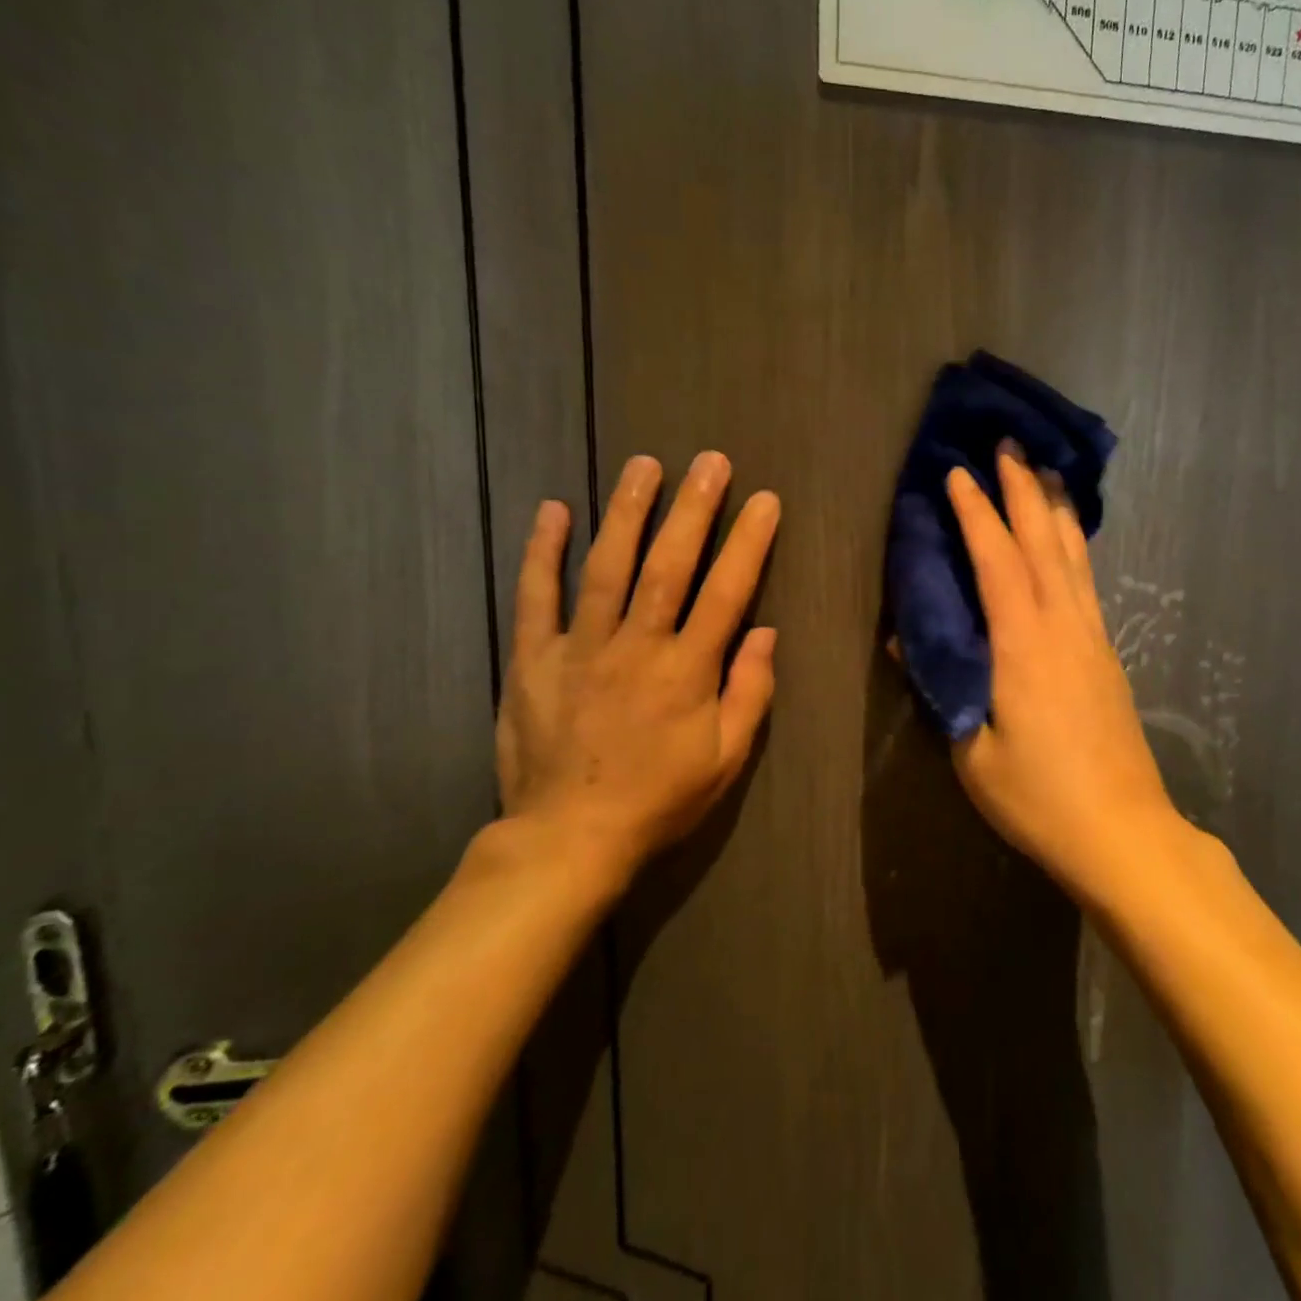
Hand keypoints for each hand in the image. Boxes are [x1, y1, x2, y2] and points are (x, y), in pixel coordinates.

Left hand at [494, 451, 779, 893]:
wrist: (568, 839)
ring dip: (627, 512)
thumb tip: (766, 633)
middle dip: (693, 508)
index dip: (749, 543)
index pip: (726, 592)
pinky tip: (554, 510)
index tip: (765, 501)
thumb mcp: (725, 760)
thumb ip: (750, 693)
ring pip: (606, 566)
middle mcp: (636, 646)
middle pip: (668, 565)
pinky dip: (543, 551)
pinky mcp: (533, 659)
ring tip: (643, 465)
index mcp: (687, 671)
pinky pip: (537, 597)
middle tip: (709, 461)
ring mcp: (580, 647)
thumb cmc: (658, 800)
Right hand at [945, 447, 1172, 892]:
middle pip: (1042, 541)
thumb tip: (910, 640)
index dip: (976, 512)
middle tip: (1008, 444)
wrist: (1123, 832)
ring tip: (1045, 470)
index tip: (958, 472)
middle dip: (1023, 489)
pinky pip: (1086, 581)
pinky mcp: (1107, 654)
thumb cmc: (1038, 797)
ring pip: (1073, 555)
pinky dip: (1075, 545)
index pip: (996, 560)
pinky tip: (1069, 539)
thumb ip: (943, 687)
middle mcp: (1063, 626)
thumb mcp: (971, 752)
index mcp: (1023, 644)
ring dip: (1055, 508)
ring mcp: (1092, 637)